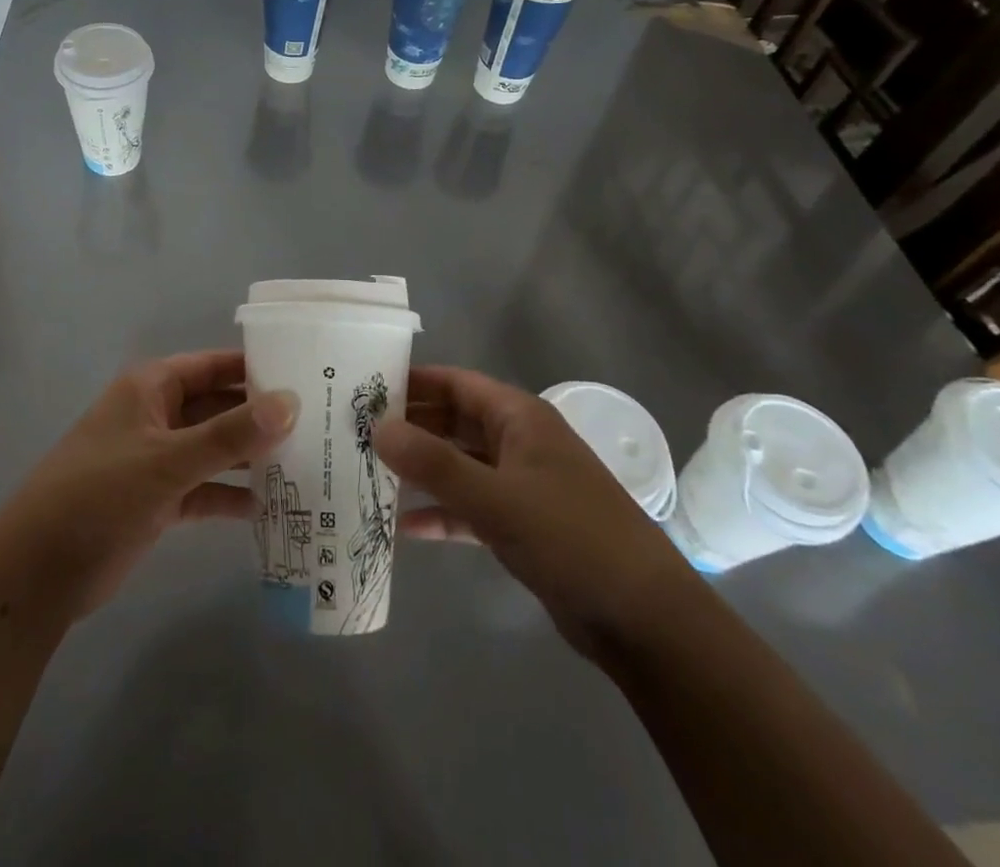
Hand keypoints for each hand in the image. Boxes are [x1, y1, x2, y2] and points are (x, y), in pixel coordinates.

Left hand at [0, 350, 297, 617]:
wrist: (37, 572)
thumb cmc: (99, 495)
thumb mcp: (168, 461)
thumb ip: (230, 434)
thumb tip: (291, 402)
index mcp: (153, 388)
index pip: (215, 365)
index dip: (258, 368)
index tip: (309, 375)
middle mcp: (158, 415)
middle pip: (220, 407)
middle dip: (262, 417)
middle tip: (320, 424)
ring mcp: (158, 459)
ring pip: (216, 449)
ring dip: (252, 457)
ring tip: (309, 463)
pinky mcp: (159, 499)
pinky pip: (206, 488)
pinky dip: (232, 495)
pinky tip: (271, 507)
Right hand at [376, 365, 698, 654]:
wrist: (644, 619)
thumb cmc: (571, 538)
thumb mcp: (496, 497)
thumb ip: (433, 463)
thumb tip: (377, 428)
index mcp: (519, 417)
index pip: (455, 383)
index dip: (412, 381)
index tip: (364, 386)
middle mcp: (518, 442)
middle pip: (453, 421)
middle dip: (409, 426)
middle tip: (355, 431)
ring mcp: (521, 485)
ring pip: (459, 465)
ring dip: (420, 469)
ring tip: (368, 471)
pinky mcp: (521, 525)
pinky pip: (470, 507)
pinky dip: (440, 512)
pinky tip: (402, 526)